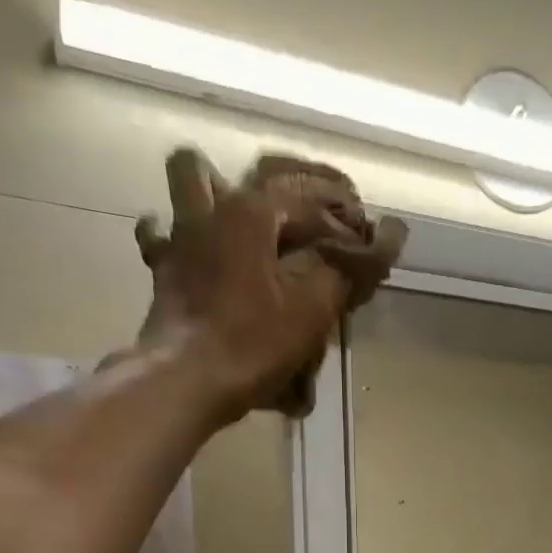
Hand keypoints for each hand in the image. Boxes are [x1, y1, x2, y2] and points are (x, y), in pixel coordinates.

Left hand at [132, 149, 406, 419]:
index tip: (369, 235)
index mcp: (252, 211)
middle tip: (319, 215)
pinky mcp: (163, 270)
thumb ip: (346, 270)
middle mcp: (213, 209)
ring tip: (245, 217)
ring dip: (219, 187)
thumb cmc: (251, 343)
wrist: (185, 379)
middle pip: (255, 172)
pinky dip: (177, 236)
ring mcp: (181, 236)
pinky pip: (163, 235)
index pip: (311, 197)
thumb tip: (388, 236)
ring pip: (193, 180)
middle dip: (295, 187)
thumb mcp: (310, 310)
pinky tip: (193, 250)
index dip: (345, 215)